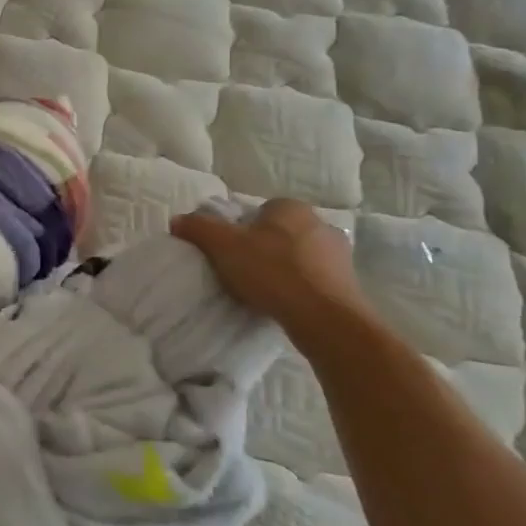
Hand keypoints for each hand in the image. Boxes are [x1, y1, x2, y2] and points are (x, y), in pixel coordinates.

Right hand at [171, 198, 374, 335]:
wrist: (325, 317)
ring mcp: (339, 254)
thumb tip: (177, 220)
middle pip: (278, 233)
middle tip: (240, 269)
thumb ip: (198, 228)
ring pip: (297, 256)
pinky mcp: (348, 283)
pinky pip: (313, 279)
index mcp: (290, 207)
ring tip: (261, 290)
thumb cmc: (271, 270)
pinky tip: (284, 303)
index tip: (227, 250)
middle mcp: (320, 223)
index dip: (239, 229)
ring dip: (281, 269)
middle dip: (261, 248)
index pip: (258, 211)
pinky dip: (298, 288)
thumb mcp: (222, 245)